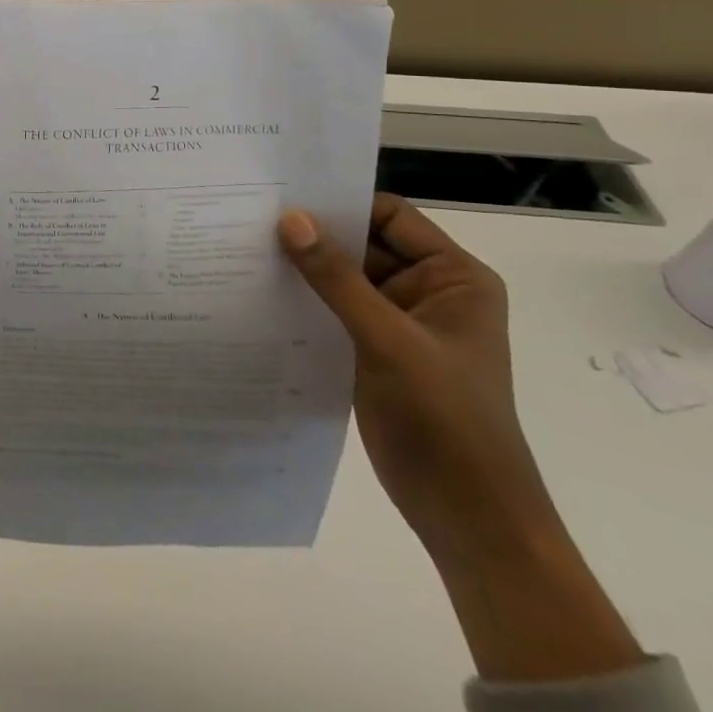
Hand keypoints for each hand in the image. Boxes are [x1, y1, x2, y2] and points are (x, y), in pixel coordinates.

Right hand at [279, 195, 642, 681]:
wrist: (468, 516)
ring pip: (344, 279)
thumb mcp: (389, 340)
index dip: (341, 204)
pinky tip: (260, 294)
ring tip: (244, 249)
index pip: (390, 217)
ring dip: (304, 269)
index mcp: (453, 278)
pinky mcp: (374, 351)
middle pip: (364, 246)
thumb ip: (337, 278)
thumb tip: (290, 218)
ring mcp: (399, 323)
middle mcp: (428, 291)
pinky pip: (334, 311)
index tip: (282, 194)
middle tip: (250, 216)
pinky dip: (304, 301)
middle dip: (314, 235)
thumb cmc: (445, 419)